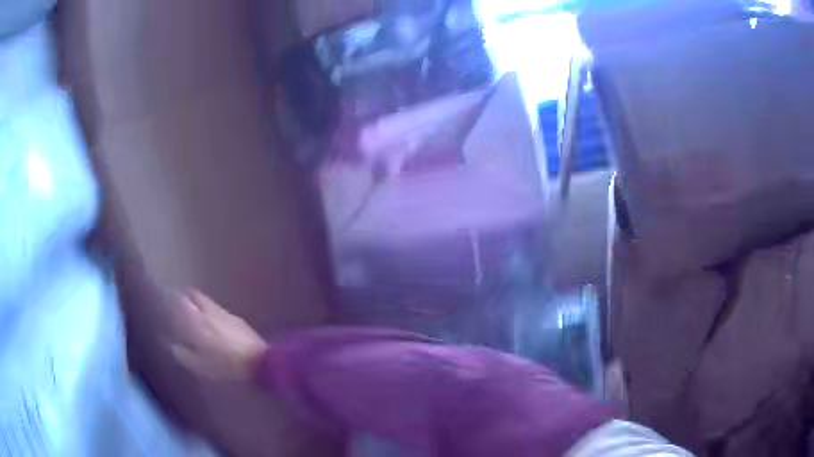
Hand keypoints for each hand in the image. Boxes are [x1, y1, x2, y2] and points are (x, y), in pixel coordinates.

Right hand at [170, 290, 267, 380]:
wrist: (258, 360)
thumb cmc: (226, 365)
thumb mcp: (201, 366)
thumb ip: (184, 355)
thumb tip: (173, 347)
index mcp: (197, 322)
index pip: (181, 303)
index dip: (172, 299)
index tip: (165, 299)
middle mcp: (209, 312)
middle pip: (194, 295)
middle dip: (185, 296)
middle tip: (179, 301)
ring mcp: (225, 313)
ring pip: (207, 300)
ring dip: (198, 301)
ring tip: (193, 309)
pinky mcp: (237, 318)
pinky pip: (219, 309)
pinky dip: (211, 309)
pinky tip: (213, 319)